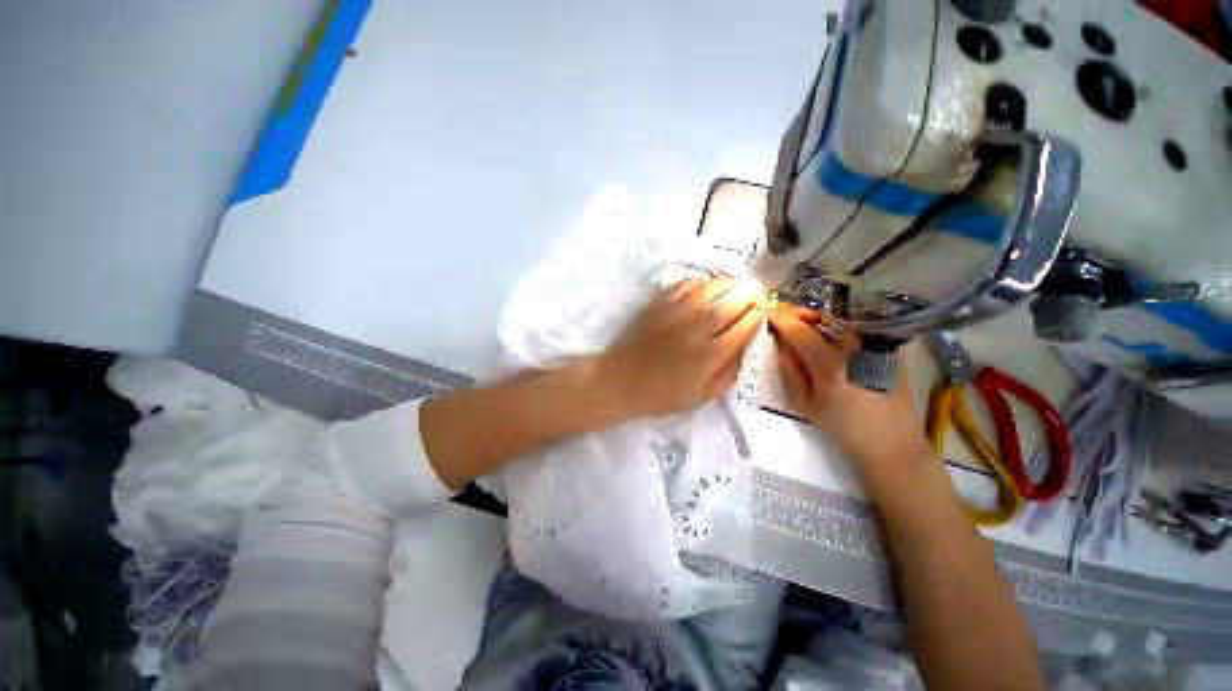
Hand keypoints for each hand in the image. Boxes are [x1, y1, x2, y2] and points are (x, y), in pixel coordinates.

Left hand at [594, 276, 765, 418]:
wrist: (619, 382)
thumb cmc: (660, 395)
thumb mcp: (700, 397)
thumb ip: (727, 374)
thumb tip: (744, 348)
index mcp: (709, 356)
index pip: (743, 328)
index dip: (755, 316)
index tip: (761, 309)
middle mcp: (695, 331)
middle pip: (729, 304)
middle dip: (746, 296)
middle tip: (752, 293)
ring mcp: (675, 315)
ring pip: (707, 290)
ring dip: (725, 283)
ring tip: (733, 284)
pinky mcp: (657, 307)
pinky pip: (682, 287)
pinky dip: (697, 282)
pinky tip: (703, 284)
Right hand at [768, 304, 931, 476]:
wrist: (892, 445)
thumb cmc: (843, 429)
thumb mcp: (805, 405)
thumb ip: (790, 370)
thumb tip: (782, 343)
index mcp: (831, 367)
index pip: (800, 331)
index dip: (781, 319)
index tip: (769, 313)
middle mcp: (857, 349)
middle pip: (824, 316)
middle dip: (801, 312)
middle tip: (787, 317)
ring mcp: (878, 346)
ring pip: (844, 317)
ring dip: (821, 316)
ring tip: (807, 323)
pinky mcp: (892, 348)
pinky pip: (862, 325)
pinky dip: (843, 322)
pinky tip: (834, 332)